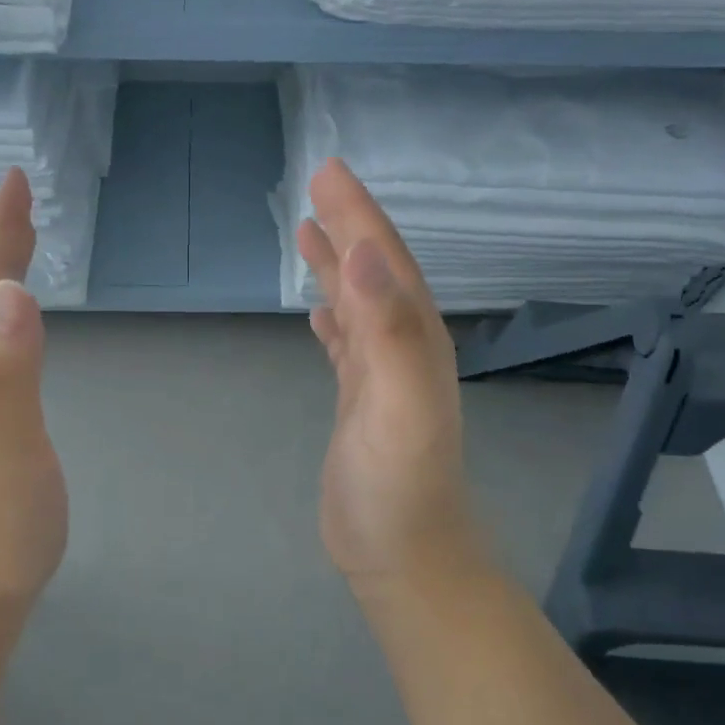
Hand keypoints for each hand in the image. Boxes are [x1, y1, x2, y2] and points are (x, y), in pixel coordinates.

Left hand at [0, 167, 67, 603]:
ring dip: (3, 272)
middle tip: (21, 197)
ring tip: (22, 244)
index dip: (2, 229)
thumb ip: (10, 372)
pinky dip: (11, 316)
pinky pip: (0, 349)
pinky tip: (19, 326)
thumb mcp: (8, 445)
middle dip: (1, 239)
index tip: (14, 179)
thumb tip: (15, 292)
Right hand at [299, 159, 482, 580]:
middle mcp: (402, 344)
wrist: (403, 553)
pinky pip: (346, 342)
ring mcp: (382, 374)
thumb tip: (362, 253)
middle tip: (317, 184)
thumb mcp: (399, 402)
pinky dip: (333, 316)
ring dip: (338, 264)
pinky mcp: (361, 400)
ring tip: (310, 231)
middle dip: (348, 225)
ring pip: (359, 301)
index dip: (359, 213)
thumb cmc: (400, 483)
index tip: (329, 172)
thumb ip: (387, 327)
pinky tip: (319, 310)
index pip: (384, 259)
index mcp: (414, 336)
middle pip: (373, 271)